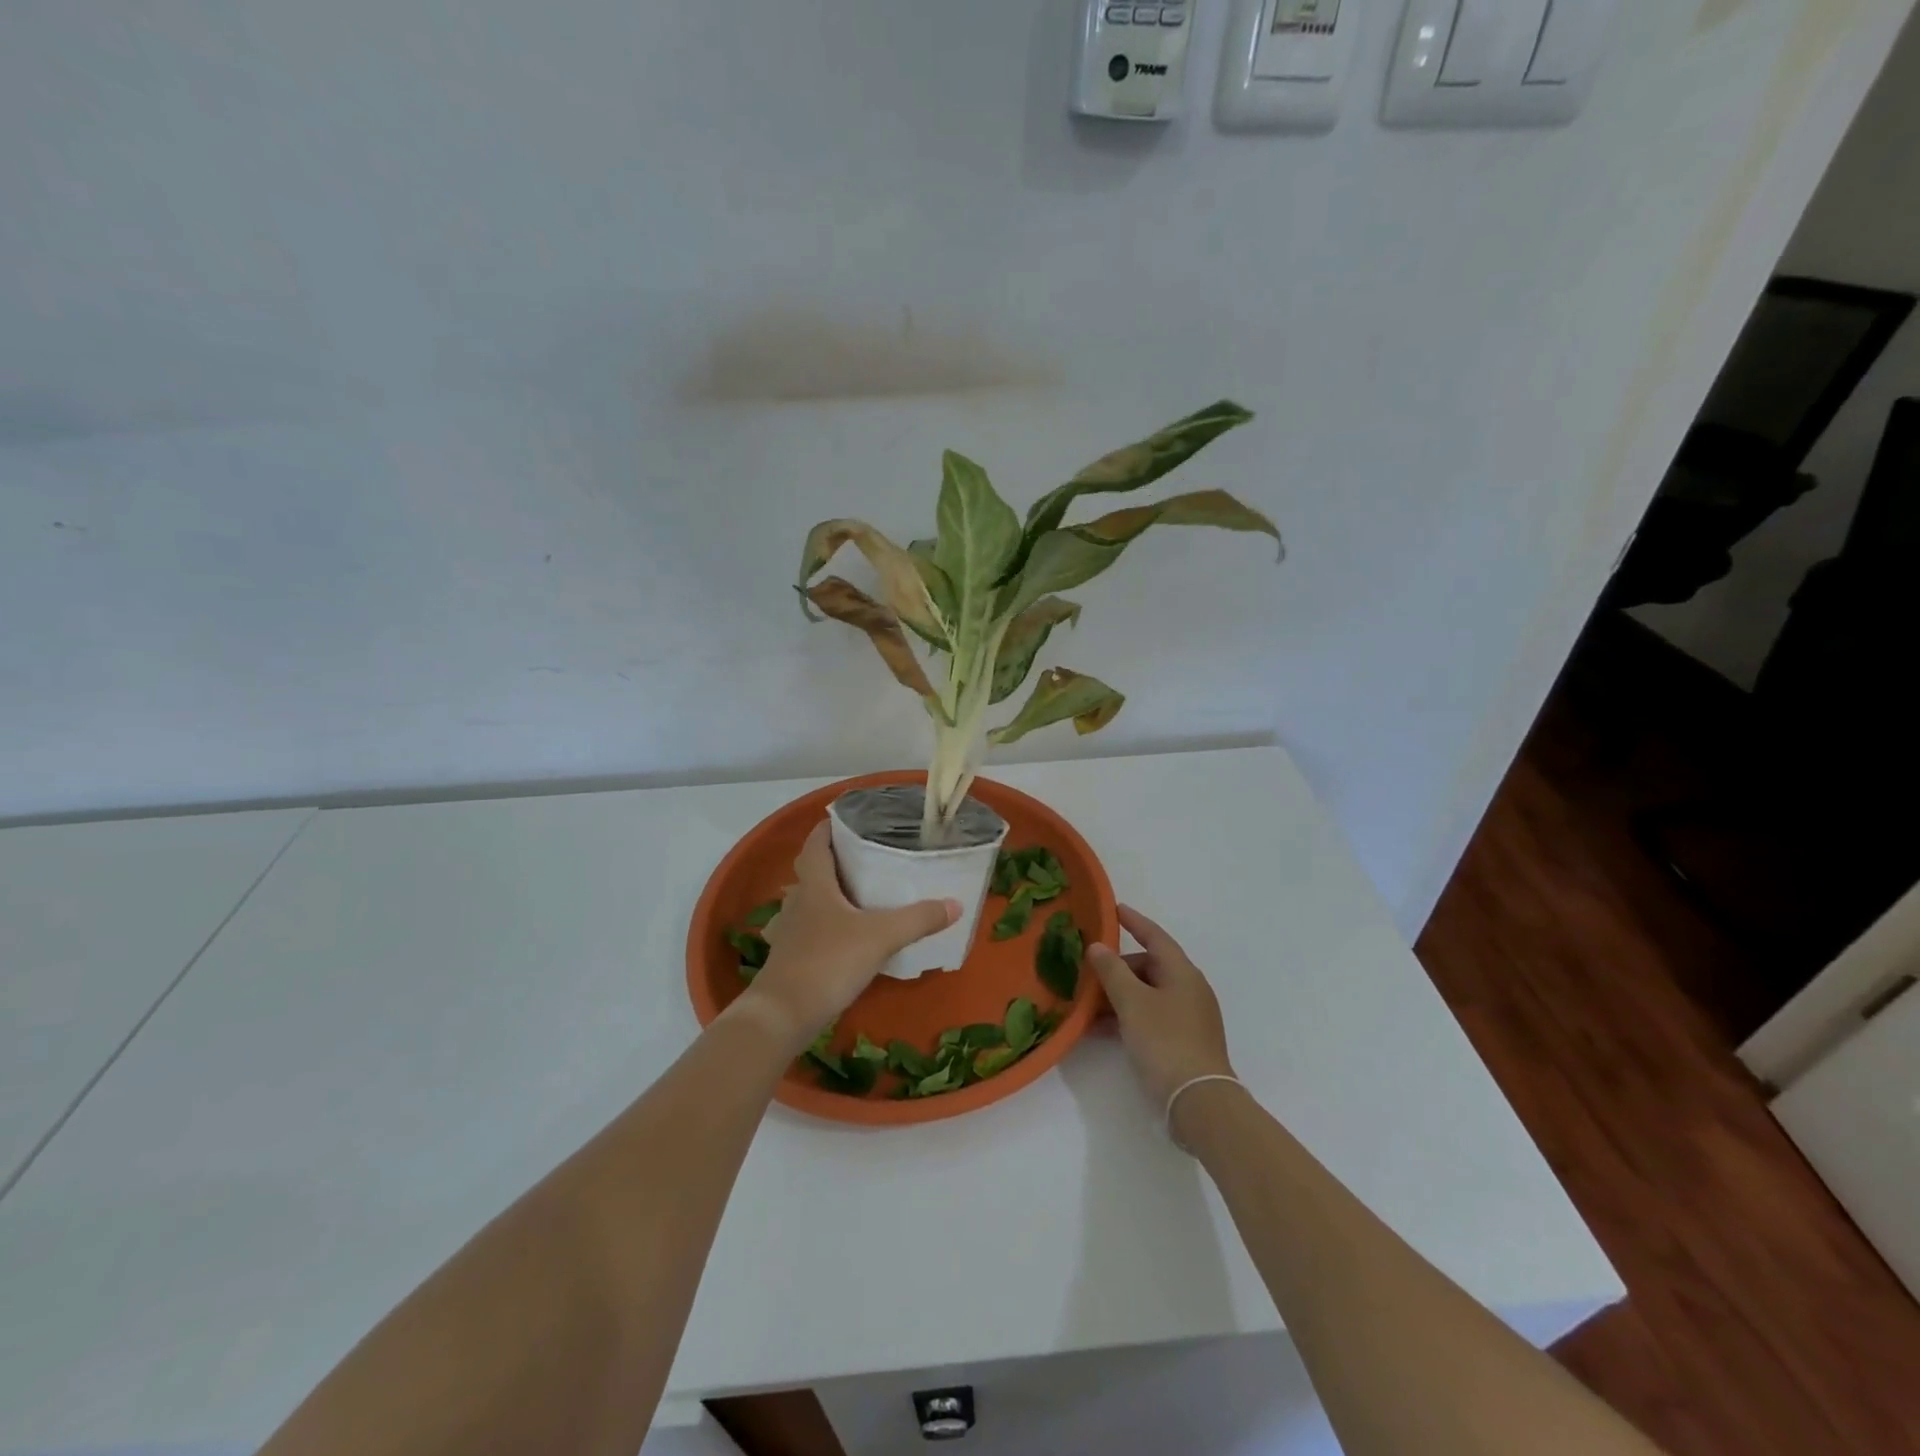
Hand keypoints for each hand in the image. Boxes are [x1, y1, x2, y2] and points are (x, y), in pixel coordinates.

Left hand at [740, 821, 958, 1052]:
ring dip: (826, 896)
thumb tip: (955, 904)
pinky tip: (840, 939)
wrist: (782, 1015)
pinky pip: (806, 932)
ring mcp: (789, 932)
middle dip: (834, 862)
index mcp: (815, 885)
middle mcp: (797, 902)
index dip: (828, 828)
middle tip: (865, 859)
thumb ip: (919, 919)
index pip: (816, 844)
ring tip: (855, 897)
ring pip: (807, 903)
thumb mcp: (881, 936)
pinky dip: (822, 928)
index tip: (849, 821)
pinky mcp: (788, 959)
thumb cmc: (828, 962)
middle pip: (811, 872)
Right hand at [1088, 906, 1235, 1109]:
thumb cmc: (1165, 1041)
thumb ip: (1112, 972)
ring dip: (1119, 996)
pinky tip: (1103, 1030)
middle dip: (1118, 969)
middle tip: (1089, 975)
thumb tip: (1097, 947)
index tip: (1114, 909)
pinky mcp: (1184, 1041)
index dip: (1134, 922)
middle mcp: (1189, 989)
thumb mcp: (1132, 1003)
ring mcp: (1189, 1017)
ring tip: (1089, 1005)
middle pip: (1149, 967)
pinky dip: (1128, 1017)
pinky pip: (1150, 1017)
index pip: (1155, 937)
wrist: (1198, 1101)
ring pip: (1147, 994)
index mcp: (1182, 973)